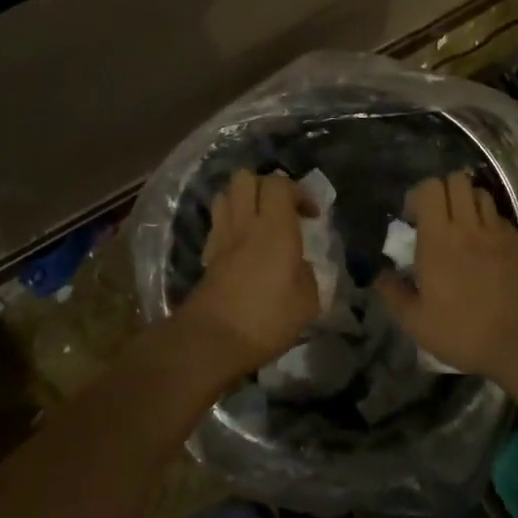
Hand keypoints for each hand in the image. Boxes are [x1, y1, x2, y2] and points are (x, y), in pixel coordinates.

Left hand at [180, 169, 319, 379]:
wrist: (211, 340)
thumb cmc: (266, 319)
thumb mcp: (306, 303)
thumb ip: (308, 276)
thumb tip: (300, 266)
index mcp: (275, 227)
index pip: (279, 183)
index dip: (297, 191)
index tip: (310, 216)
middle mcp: (245, 223)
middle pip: (245, 177)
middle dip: (264, 186)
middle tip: (281, 210)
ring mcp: (221, 236)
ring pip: (225, 195)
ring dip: (243, 200)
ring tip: (259, 223)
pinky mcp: (206, 255)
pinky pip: (217, 223)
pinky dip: (229, 225)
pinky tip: (241, 247)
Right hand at [376, 171, 517, 380]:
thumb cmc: (464, 331)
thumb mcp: (417, 323)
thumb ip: (394, 295)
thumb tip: (379, 275)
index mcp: (437, 239)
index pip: (429, 189)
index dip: (417, 195)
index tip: (411, 219)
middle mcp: (467, 226)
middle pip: (456, 180)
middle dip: (442, 190)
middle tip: (435, 217)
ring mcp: (495, 231)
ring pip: (479, 192)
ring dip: (466, 201)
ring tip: (460, 225)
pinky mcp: (517, 241)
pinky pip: (498, 215)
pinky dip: (487, 220)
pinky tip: (484, 243)